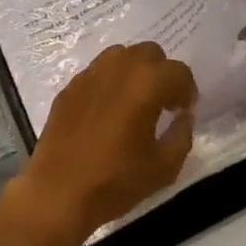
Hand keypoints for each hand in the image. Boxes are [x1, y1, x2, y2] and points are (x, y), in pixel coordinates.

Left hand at [11, 43, 196, 245]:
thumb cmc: (115, 181)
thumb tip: (183, 117)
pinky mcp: (70, 85)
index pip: (179, 71)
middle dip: (162, 73)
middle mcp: (119, 67)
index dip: (187, 91)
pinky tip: (107, 110)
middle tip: (162, 102)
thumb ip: (182, 135)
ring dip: (135, 71)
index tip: (183, 111)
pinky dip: (110, 81)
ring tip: (134, 100)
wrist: (57, 192)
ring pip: (122, 55)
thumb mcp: (163, 168)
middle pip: (151, 53)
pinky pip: (98, 71)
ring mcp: (91, 73)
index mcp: (147, 83)